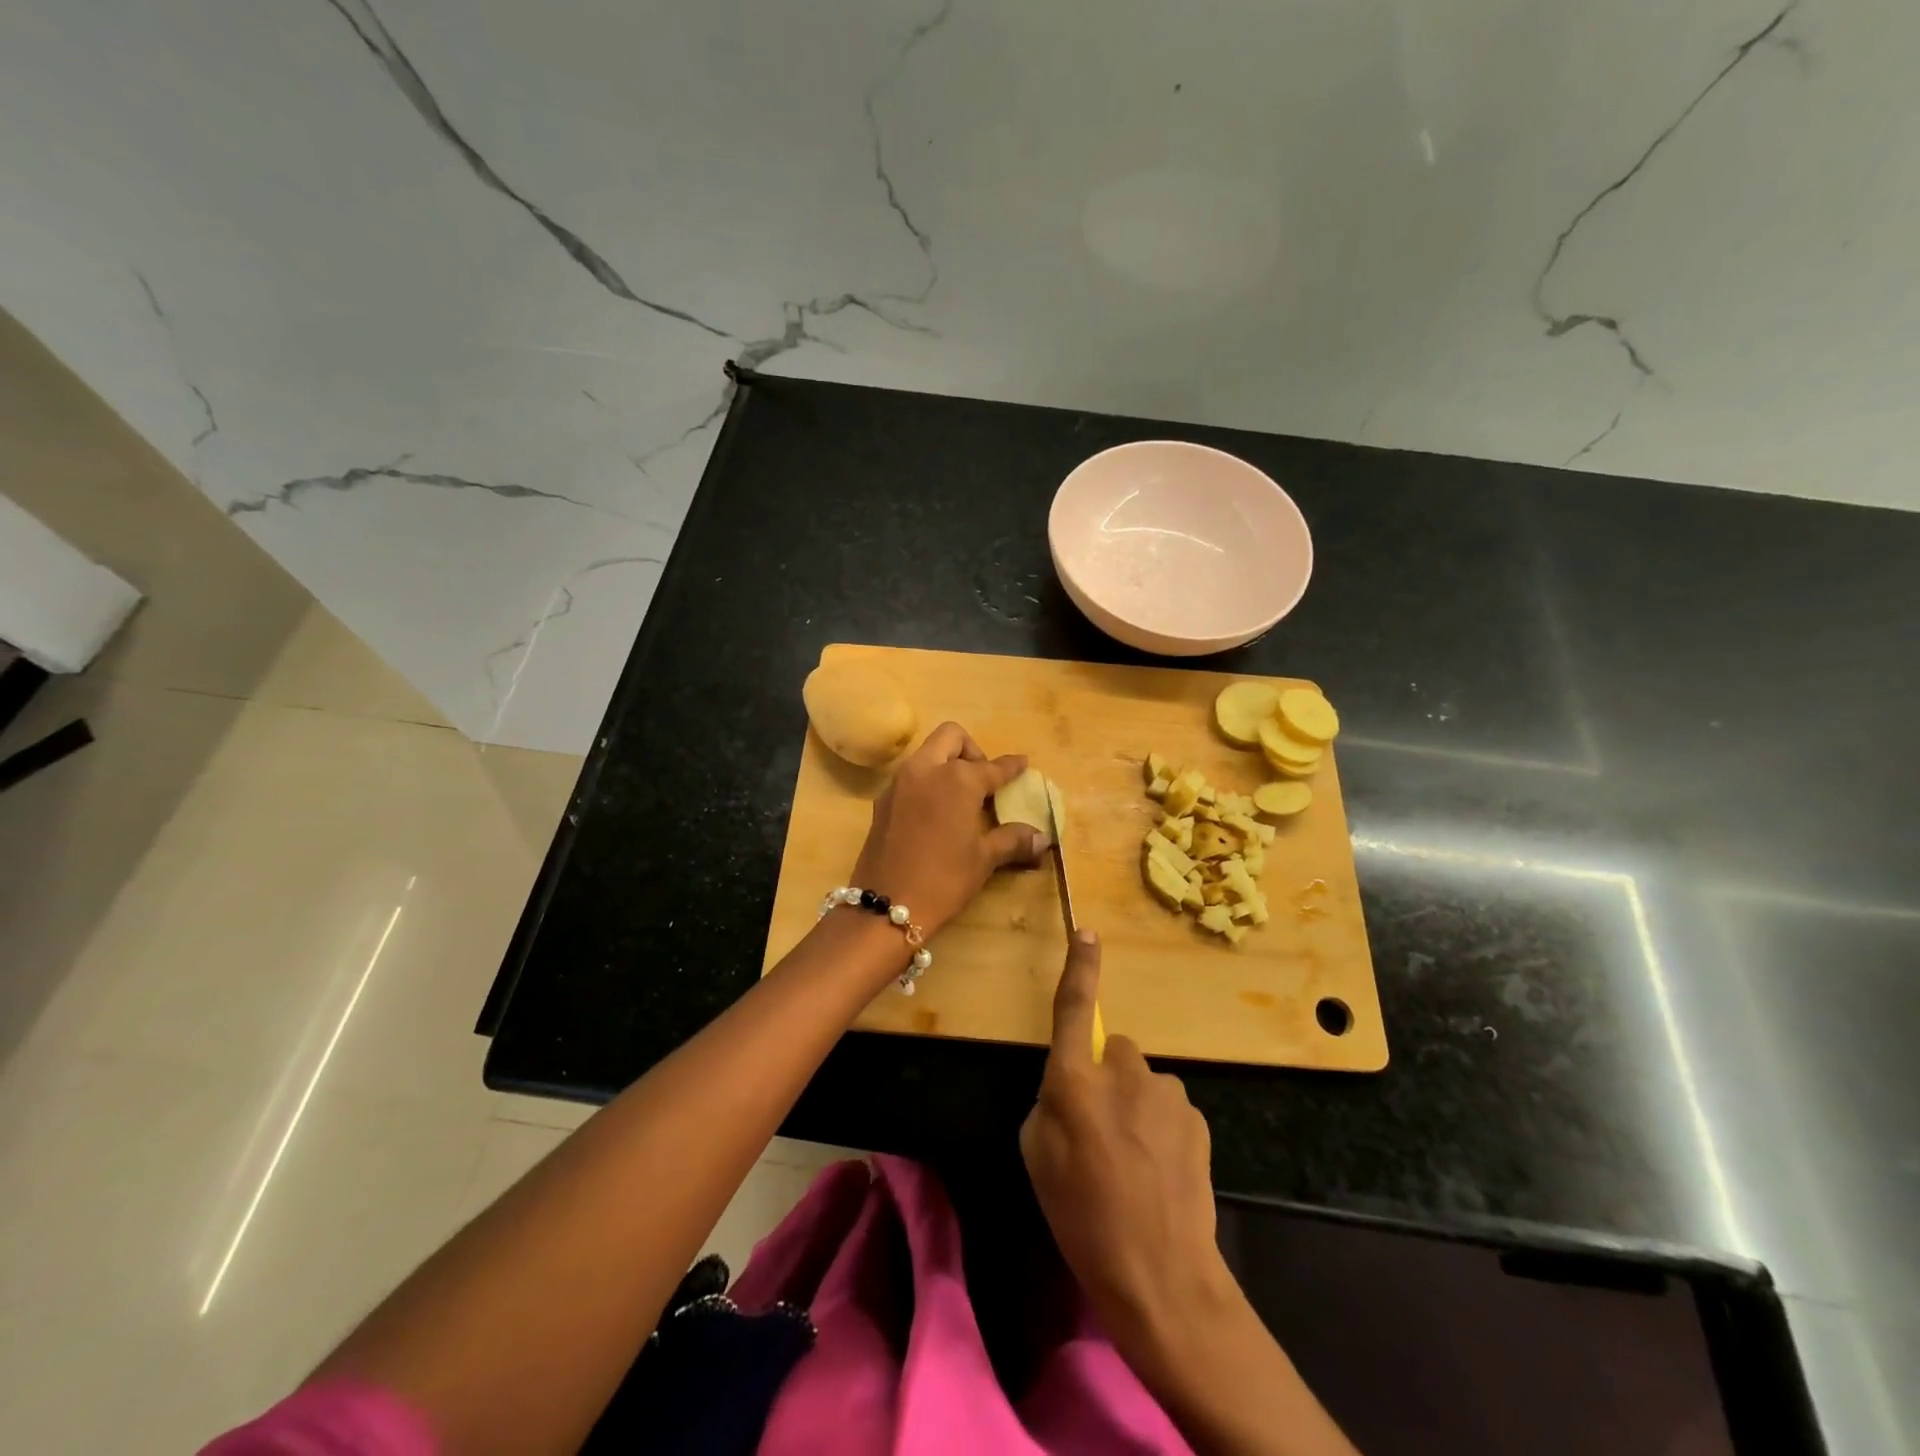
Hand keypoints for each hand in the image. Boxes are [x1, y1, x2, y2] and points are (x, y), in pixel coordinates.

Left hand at [851, 721, 1045, 936]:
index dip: (1011, 766)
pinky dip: (928, 782)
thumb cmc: (944, 879)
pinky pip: (910, 776)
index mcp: (957, 779)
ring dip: (946, 762)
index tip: (1022, 763)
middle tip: (984, 779)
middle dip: (972, 750)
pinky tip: (937, 812)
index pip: (992, 767)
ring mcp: (899, 783)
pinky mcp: (882, 801)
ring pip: (927, 753)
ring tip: (962, 797)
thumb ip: (1012, 840)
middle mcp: (926, 770)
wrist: (886, 906)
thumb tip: (1042, 838)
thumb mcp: (984, 859)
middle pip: (951, 738)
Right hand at [1020, 931, 1234, 1375]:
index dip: (1079, 968)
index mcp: (1073, 1079)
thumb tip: (1071, 1086)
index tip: (1087, 932)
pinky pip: (1167, 1105)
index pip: (1074, 1008)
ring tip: (1134, 1162)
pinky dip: (1161, 1126)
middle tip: (1103, 1132)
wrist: (1160, 1275)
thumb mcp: (1036, 1156)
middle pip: (1113, 1051)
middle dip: (1106, 1077)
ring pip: (1141, 1081)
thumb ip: (1050, 1102)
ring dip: (1135, 1105)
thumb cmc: (1081, 1216)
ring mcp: (1164, 1090)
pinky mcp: (1195, 1114)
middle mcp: (1121, 1071)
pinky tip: (1161, 1171)